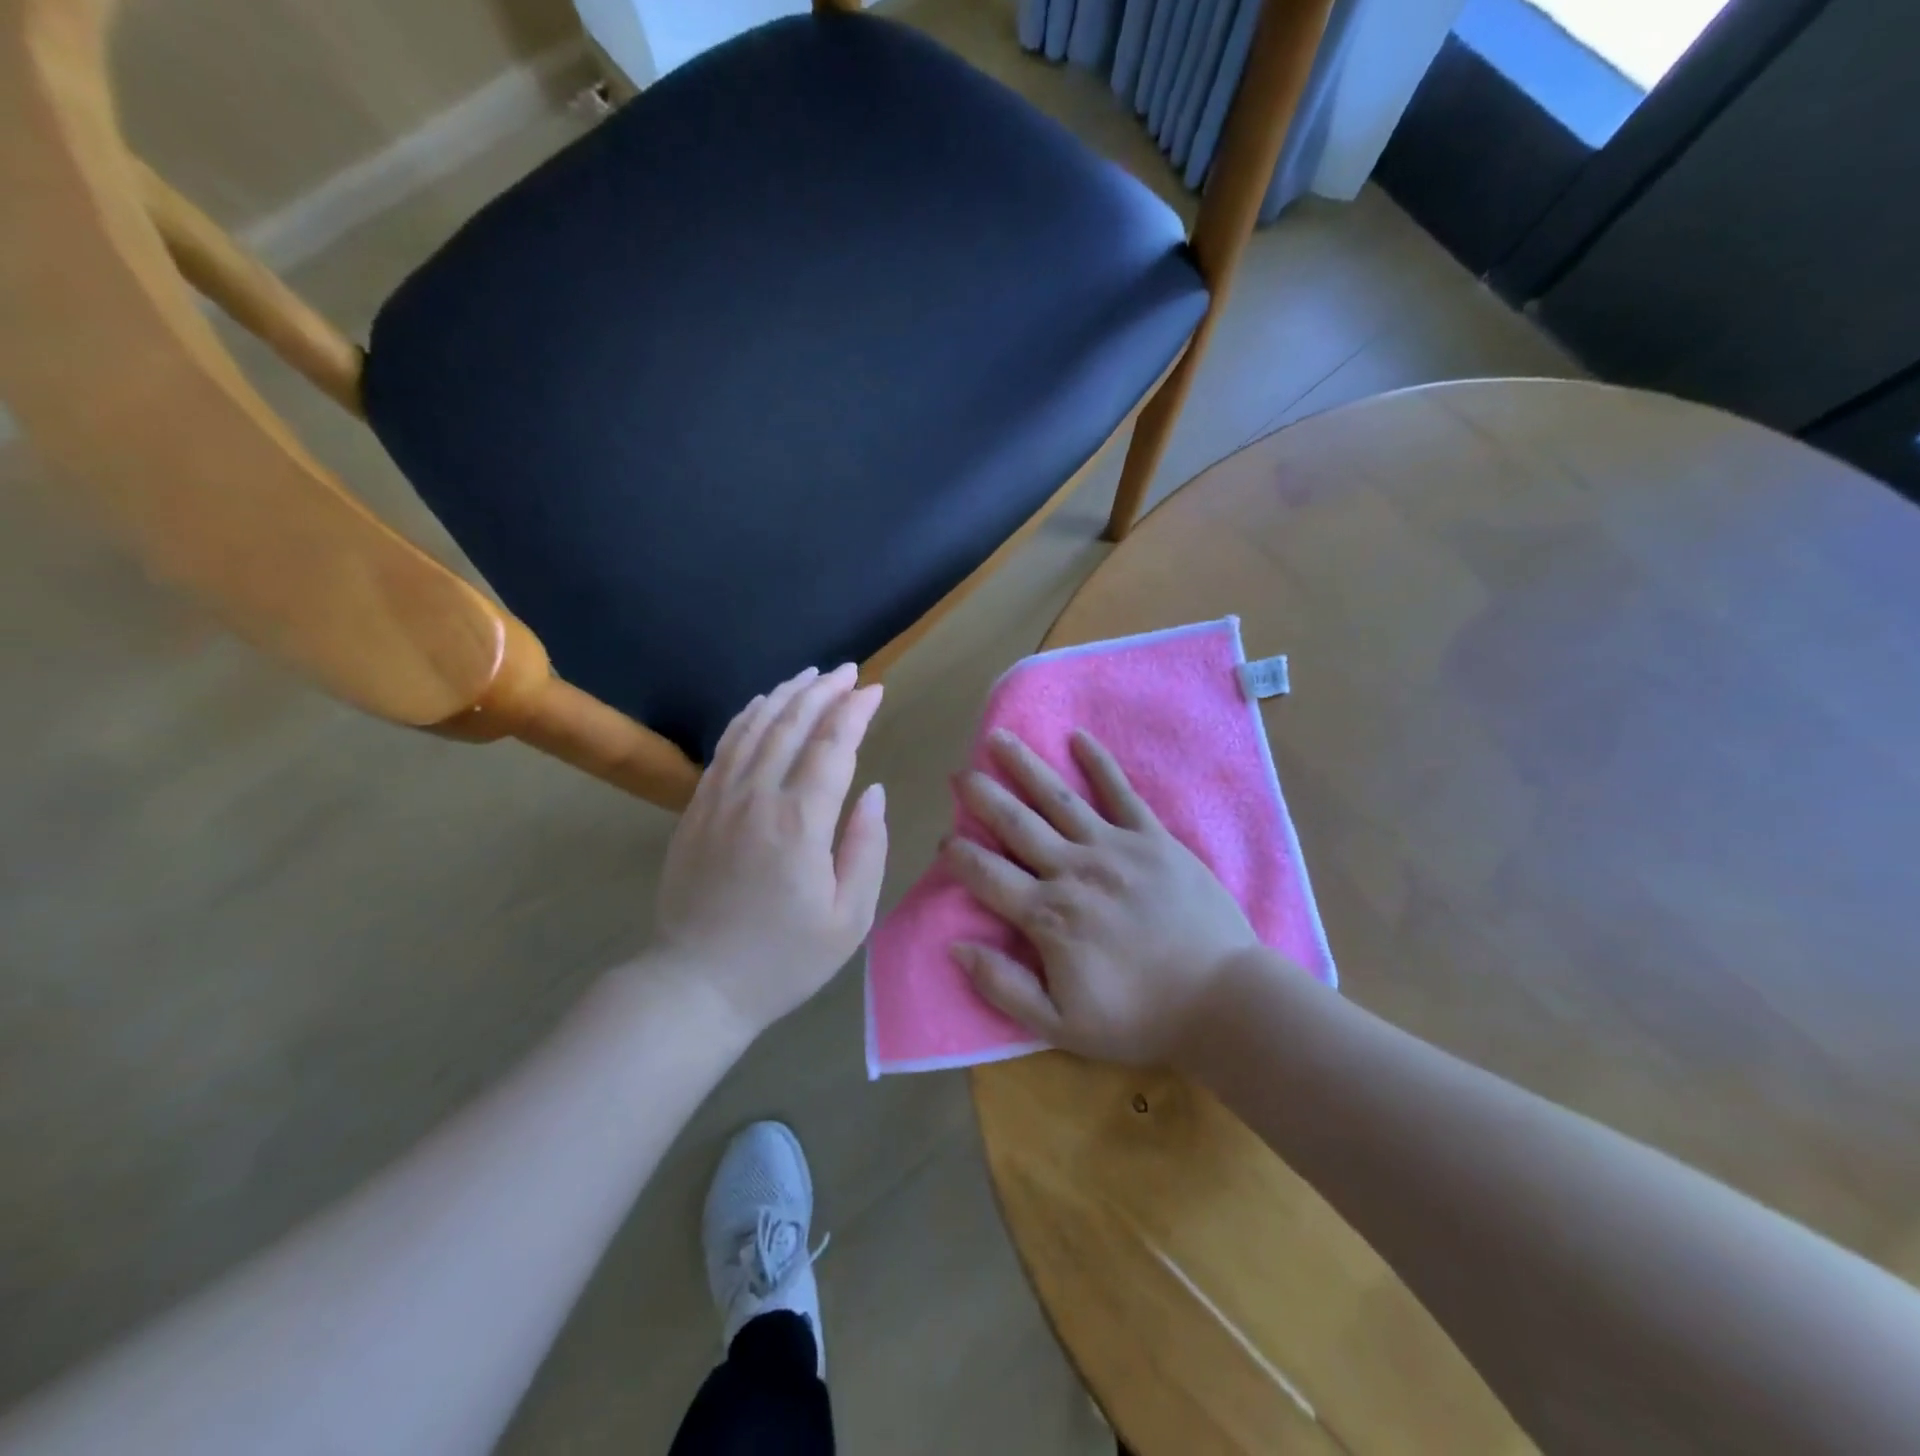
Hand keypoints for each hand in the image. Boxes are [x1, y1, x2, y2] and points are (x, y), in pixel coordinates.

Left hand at [654, 664, 888, 1038]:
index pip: (833, 746)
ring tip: (809, 675)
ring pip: (754, 728)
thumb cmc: (783, 959)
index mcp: (800, 823)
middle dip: (824, 691)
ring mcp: (719, 800)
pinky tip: (761, 707)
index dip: (855, 712)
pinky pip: (724, 749)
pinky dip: (747, 719)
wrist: (696, 984)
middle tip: (848, 671)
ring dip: (785, 695)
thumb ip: (867, 848)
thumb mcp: (849, 919)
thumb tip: (874, 792)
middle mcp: (757, 798)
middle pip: (792, 725)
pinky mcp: (696, 810)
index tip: (875, 689)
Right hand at [944, 728, 1262, 1065]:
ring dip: (1025, 766)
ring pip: (1058, 799)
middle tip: (959, 773)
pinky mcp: (1153, 839)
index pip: (988, 875)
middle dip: (983, 796)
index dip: (960, 856)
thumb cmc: (1140, 1017)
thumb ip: (1003, 986)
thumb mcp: (1060, 1024)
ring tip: (999, 738)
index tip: (945, 840)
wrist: (1223, 1000)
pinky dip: (1099, 764)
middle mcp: (1073, 870)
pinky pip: (1121, 793)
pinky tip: (1078, 737)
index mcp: (1048, 916)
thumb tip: (955, 947)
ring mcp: (1114, 848)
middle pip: (1016, 824)